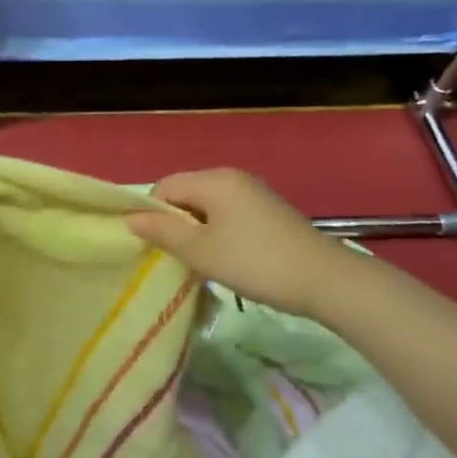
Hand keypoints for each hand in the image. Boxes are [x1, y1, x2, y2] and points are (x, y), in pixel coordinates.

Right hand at [126, 169, 327, 313]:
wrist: (325, 280)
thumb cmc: (255, 262)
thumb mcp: (201, 252)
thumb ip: (163, 232)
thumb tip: (131, 219)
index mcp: (213, 180)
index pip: (165, 187)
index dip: (152, 214)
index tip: (154, 247)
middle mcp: (232, 177)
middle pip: (186, 193)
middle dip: (174, 223)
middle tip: (175, 257)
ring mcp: (254, 192)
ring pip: (207, 206)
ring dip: (196, 230)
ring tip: (200, 262)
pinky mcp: (269, 210)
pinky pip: (228, 213)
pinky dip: (218, 232)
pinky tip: (226, 258)